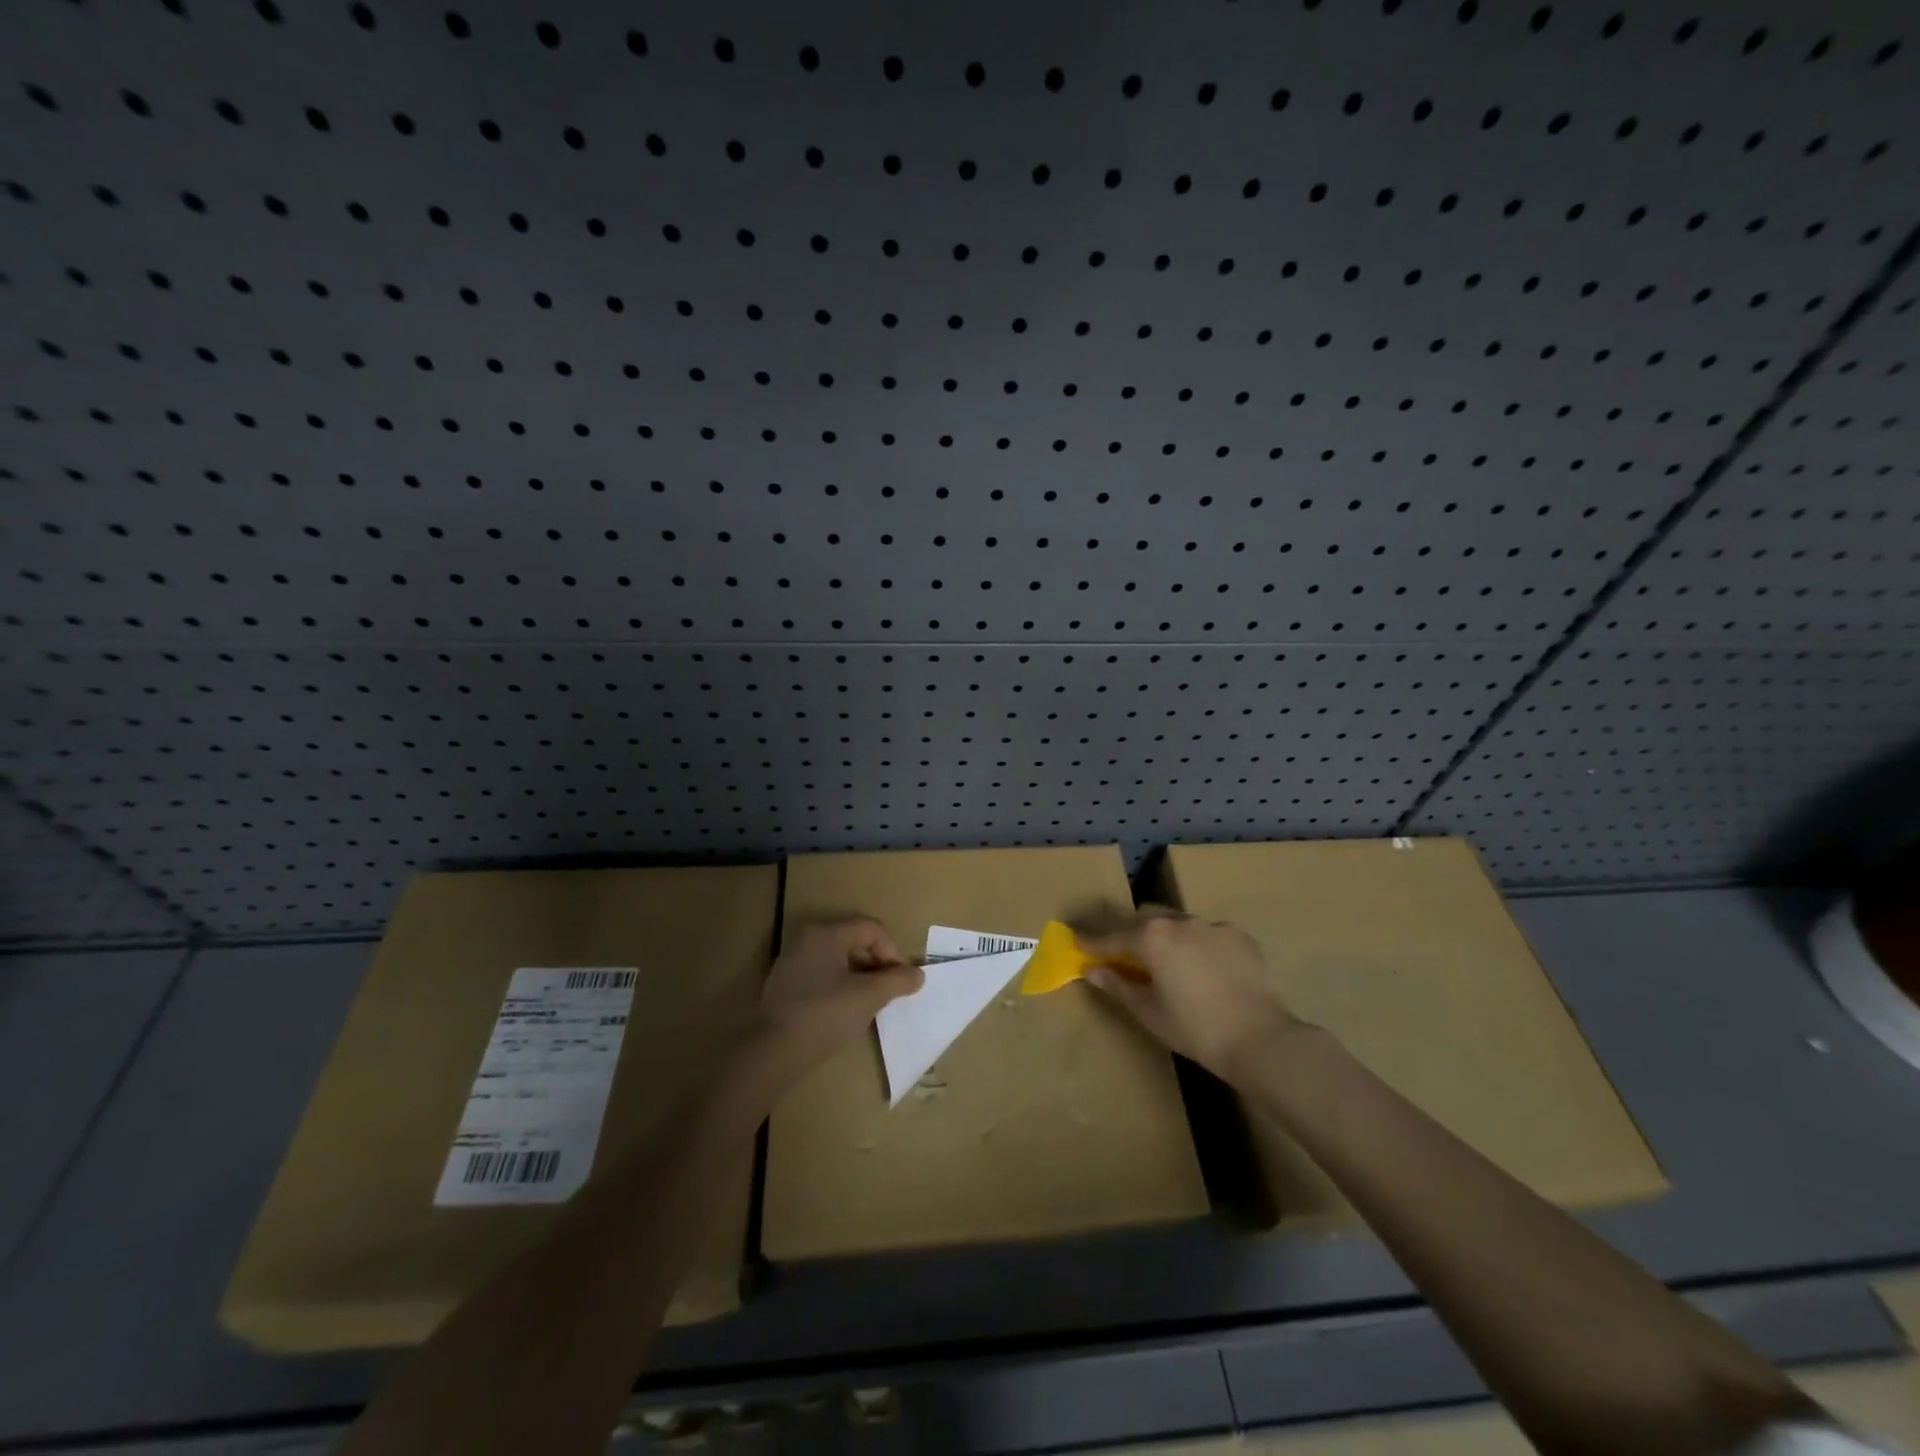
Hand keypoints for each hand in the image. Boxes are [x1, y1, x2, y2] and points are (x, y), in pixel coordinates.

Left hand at [751, 918, 922, 1083]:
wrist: (772, 1052)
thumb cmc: (825, 1016)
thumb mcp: (868, 997)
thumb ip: (897, 981)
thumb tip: (918, 974)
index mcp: (827, 934)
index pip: (872, 929)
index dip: (893, 952)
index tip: (901, 982)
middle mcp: (808, 939)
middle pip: (855, 941)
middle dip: (877, 965)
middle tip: (889, 993)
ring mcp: (793, 961)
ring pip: (839, 959)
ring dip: (860, 977)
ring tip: (870, 1004)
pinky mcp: (785, 983)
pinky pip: (822, 974)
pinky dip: (840, 986)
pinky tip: (844, 1011)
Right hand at [1079, 908, 1298, 1081]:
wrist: (1259, 1038)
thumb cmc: (1194, 1029)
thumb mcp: (1148, 1011)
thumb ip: (1117, 985)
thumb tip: (1092, 970)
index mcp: (1152, 937)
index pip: (1112, 936)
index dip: (1091, 941)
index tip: (1076, 941)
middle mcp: (1179, 921)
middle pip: (1144, 919)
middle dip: (1130, 933)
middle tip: (1123, 954)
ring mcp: (1212, 925)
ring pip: (1177, 922)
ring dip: (1165, 936)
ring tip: (1166, 961)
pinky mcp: (1239, 935)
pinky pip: (1207, 932)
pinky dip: (1197, 944)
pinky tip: (1203, 967)